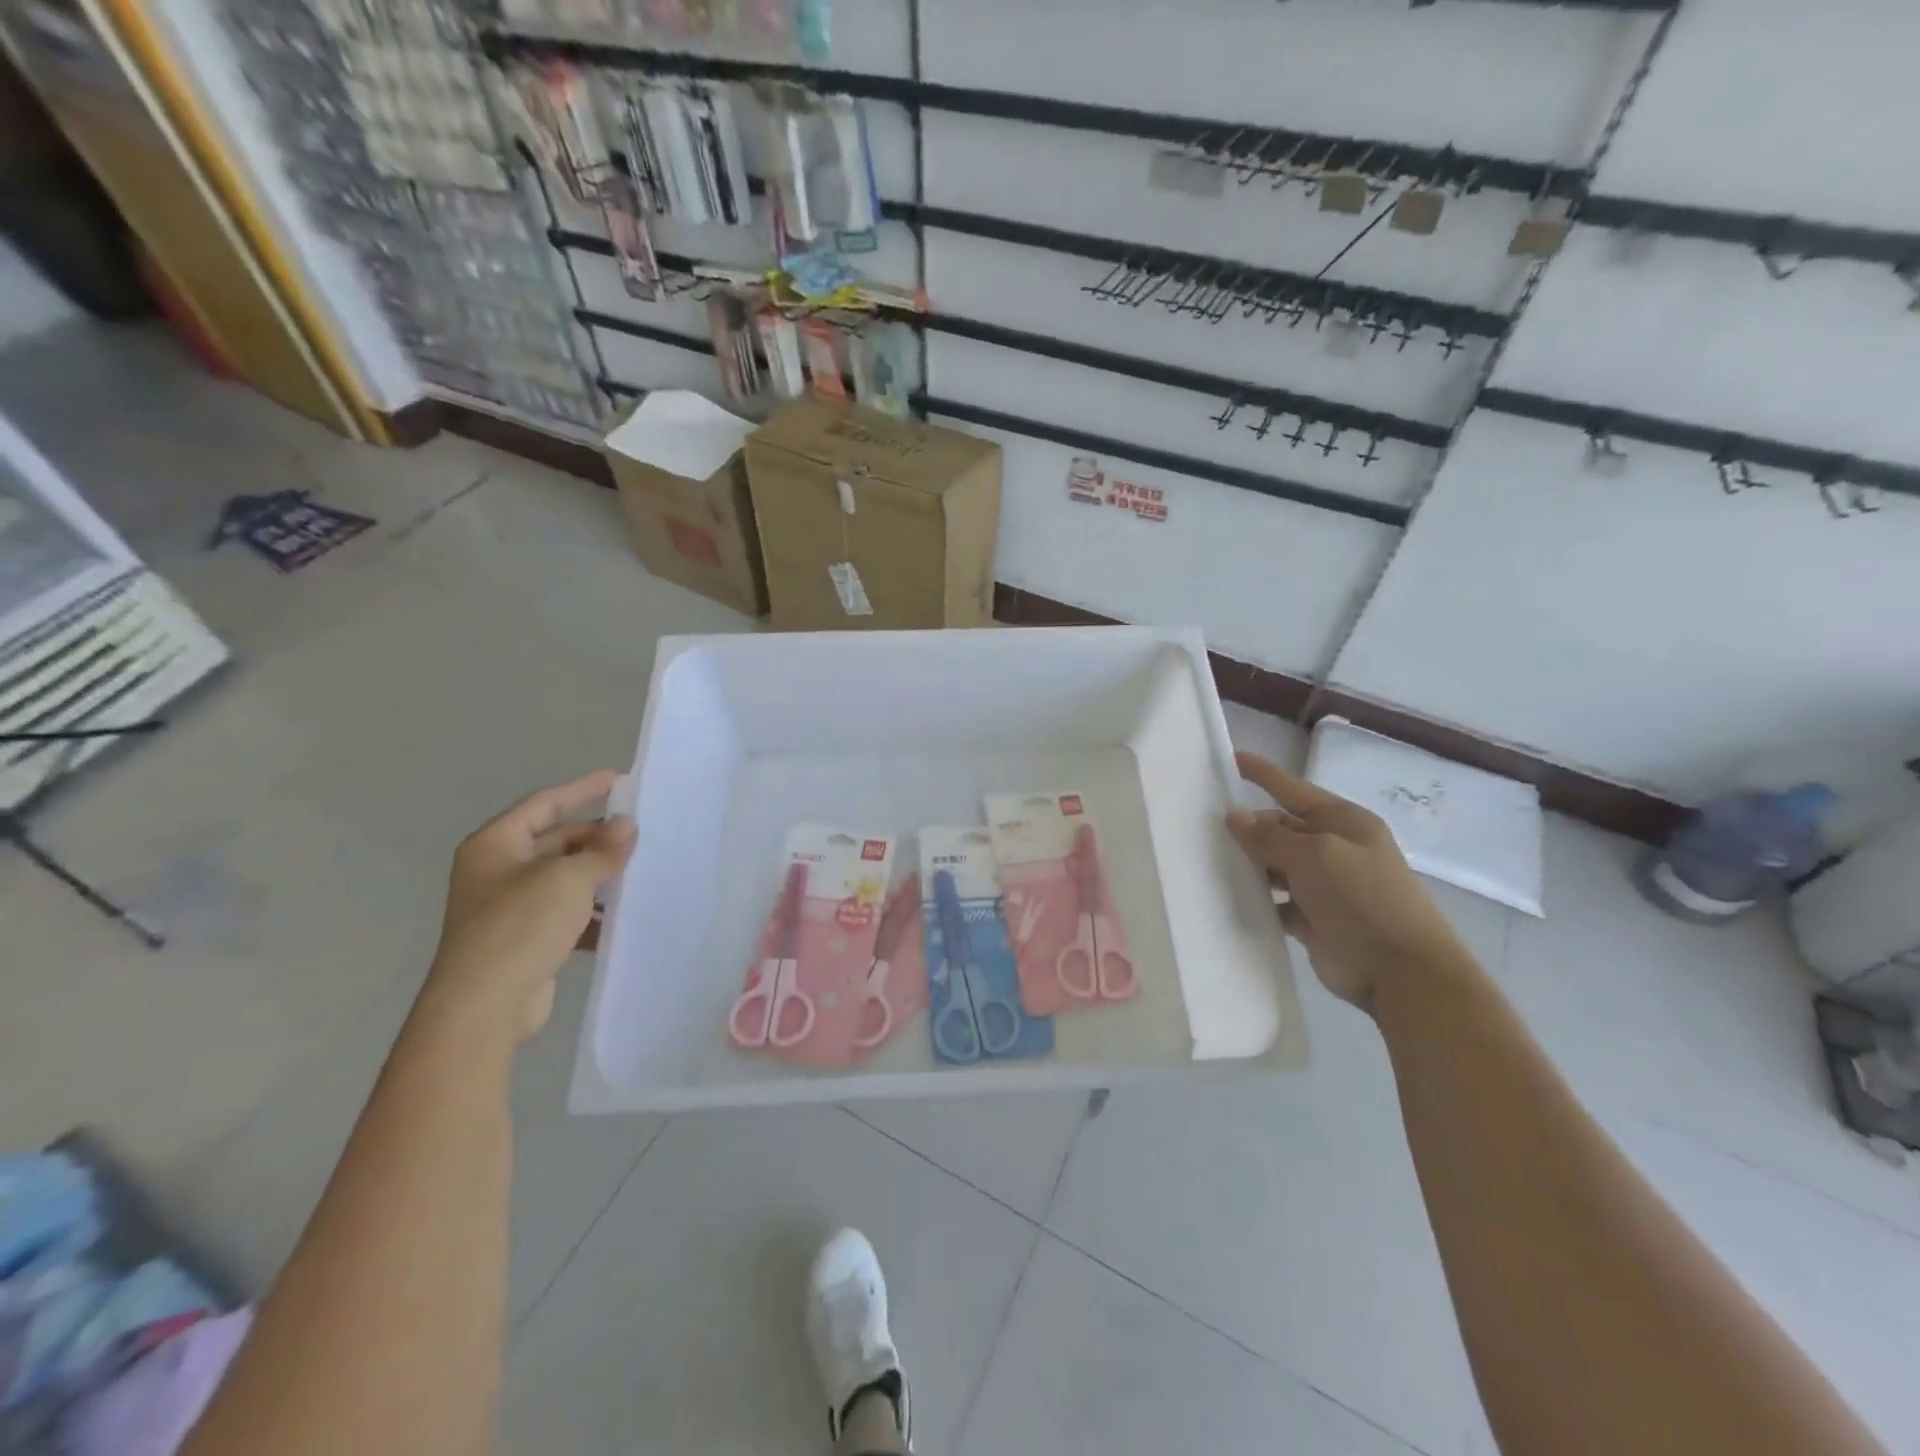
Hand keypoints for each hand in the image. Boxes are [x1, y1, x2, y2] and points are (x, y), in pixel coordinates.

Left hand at [423, 770, 636, 1041]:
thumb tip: (628, 826)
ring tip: (640, 872)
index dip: (582, 790)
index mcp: (496, 845)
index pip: (545, 804)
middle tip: (641, 835)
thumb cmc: (520, 927)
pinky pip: (565, 913)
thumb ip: (602, 850)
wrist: (484, 1007)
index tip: (620, 781)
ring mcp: (509, 907)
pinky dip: (591, 912)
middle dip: (597, 839)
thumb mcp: (568, 879)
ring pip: (564, 879)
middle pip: (556, 841)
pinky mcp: (524, 939)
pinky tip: (622, 917)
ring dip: (599, 876)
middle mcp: (498, 870)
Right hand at [1226, 753, 1464, 1011]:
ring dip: (1251, 865)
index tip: (1231, 759)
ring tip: (1210, 861)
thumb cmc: (1362, 899)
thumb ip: (1272, 837)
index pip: (1294, 790)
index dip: (1263, 775)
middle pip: (1281, 828)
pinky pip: (1277, 901)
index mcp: (1343, 823)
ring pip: (1276, 865)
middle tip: (1205, 828)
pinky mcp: (1314, 919)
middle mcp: (1334, 849)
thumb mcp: (1315, 856)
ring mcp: (1324, 886)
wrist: (1400, 971)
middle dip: (1250, 828)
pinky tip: (1233, 898)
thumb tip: (1236, 817)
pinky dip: (1259, 900)